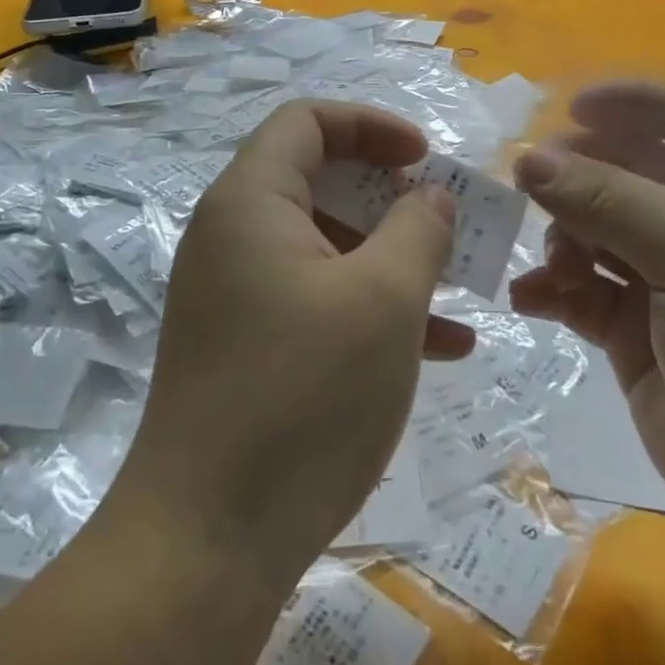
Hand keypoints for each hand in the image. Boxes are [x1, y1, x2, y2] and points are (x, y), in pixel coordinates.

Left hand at [115, 101, 469, 585]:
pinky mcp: (245, 345)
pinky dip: (370, 307)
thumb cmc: (303, 397)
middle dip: (391, 197)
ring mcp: (234, 293)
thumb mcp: (383, 301)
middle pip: (318, 180)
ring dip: (391, 258)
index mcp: (251, 202)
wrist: (207, 542)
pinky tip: (439, 348)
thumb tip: (429, 196)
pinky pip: (314, 299)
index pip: (307, 122)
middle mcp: (233, 236)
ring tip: (458, 289)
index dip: (372, 125)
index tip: (426, 158)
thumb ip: (417, 230)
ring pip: (325, 246)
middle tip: (445, 223)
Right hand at [508, 82, 664, 600]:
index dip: (632, 103)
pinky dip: (553, 290)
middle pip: (629, 171)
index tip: (566, 109)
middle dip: (579, 175)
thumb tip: (528, 158)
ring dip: (563, 236)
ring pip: (597, 230)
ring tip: (553, 265)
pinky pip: (582, 292)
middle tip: (528, 187)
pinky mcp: (638, 337)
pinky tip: (530, 301)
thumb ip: (608, 200)